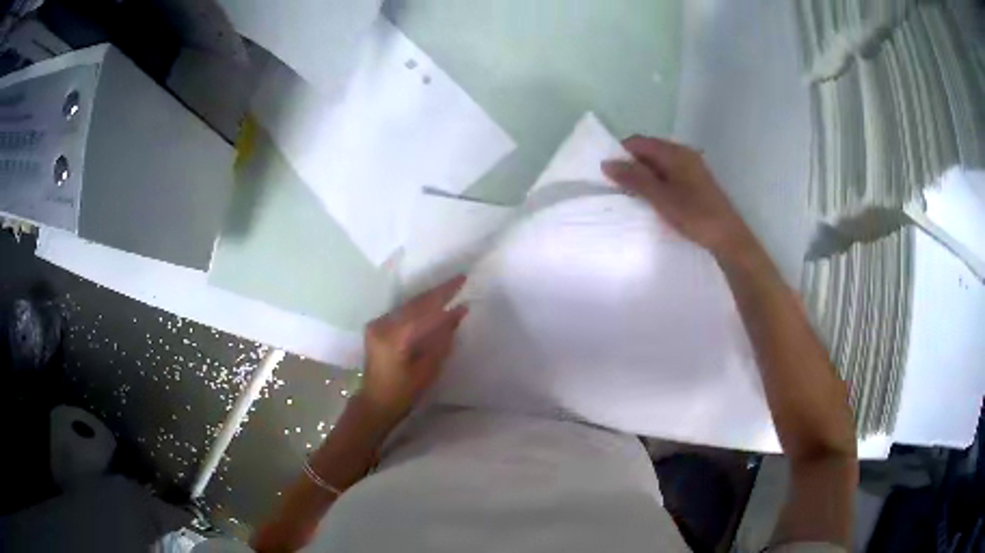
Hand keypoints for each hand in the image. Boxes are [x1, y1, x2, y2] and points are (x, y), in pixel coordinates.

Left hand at [359, 276, 468, 425]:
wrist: (375, 403)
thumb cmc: (402, 393)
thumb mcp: (427, 370)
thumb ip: (441, 340)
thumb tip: (457, 313)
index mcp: (394, 337)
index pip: (424, 309)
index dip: (445, 295)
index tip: (462, 281)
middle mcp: (382, 324)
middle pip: (414, 303)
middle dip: (438, 291)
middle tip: (458, 279)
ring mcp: (377, 324)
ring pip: (408, 305)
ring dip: (429, 297)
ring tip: (450, 288)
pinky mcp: (376, 328)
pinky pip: (401, 312)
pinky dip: (418, 307)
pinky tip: (432, 303)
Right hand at [602, 136, 757, 260]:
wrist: (728, 237)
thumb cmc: (694, 215)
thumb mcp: (660, 197)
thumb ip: (634, 179)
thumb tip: (607, 163)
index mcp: (675, 152)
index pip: (639, 142)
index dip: (621, 153)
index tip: (608, 173)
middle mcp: (684, 154)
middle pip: (649, 151)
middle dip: (631, 165)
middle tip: (617, 187)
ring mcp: (692, 168)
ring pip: (659, 164)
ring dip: (644, 175)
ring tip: (633, 195)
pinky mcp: (696, 182)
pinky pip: (669, 174)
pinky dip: (657, 182)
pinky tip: (653, 200)